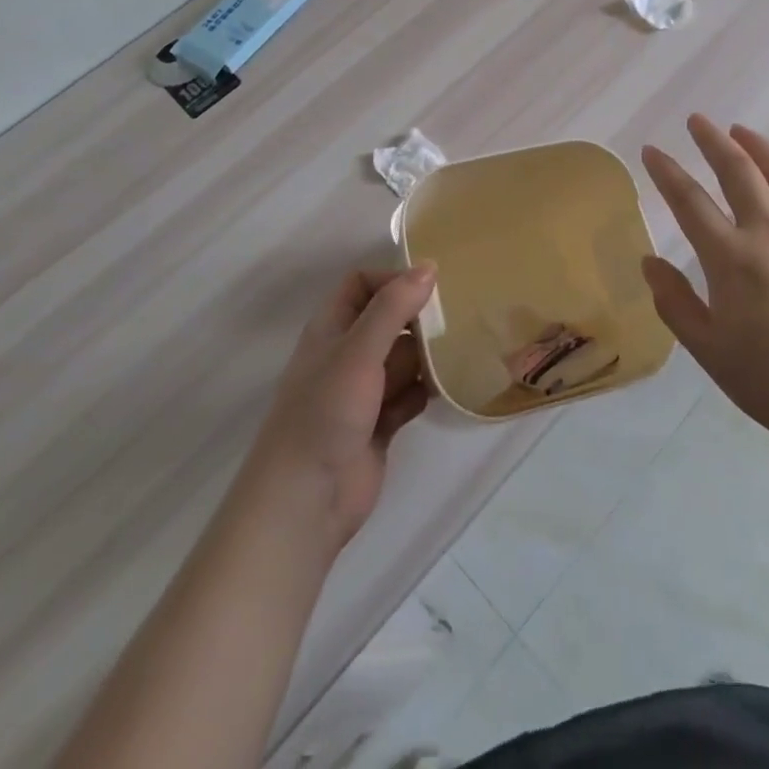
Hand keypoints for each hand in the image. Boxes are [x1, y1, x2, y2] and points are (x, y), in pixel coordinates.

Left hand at [243, 264, 434, 552]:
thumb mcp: (358, 351)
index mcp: (331, 329)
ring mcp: (363, 392)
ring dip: (428, 356)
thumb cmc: (325, 413)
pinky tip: (449, 388)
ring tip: (463, 349)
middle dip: (419, 319)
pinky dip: (426, 390)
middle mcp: (346, 355)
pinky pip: (410, 395)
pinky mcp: (380, 424)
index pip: (362, 284)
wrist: (305, 502)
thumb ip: (393, 308)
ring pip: (403, 359)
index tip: (431, 287)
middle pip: (388, 320)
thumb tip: (429, 266)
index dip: (392, 279)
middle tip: (459, 317)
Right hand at [641, 116, 768, 449]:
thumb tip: (649, 261)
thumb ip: (675, 303)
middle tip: (697, 121)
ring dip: (760, 145)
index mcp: (732, 260)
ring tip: (741, 130)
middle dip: (714, 141)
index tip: (651, 150)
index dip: (667, 172)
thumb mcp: (710, 352)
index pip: (690, 202)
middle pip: (739, 172)